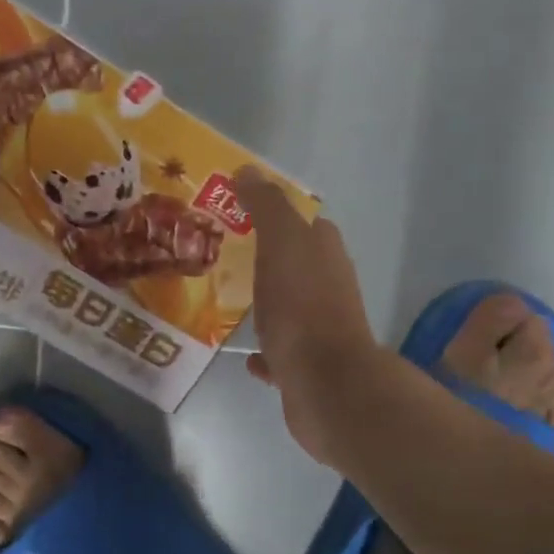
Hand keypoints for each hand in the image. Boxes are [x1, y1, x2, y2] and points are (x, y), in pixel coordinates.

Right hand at [235, 168, 379, 465]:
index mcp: (324, 252)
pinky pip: (281, 351)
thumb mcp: (282, 241)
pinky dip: (266, 350)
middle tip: (224, 256)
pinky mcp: (308, 366)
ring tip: (228, 301)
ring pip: (288, 307)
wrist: (325, 383)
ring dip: (265, 303)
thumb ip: (266, 205)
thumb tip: (248, 170)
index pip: (303, 222)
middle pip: (295, 264)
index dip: (273, 214)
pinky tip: (246, 354)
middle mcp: (329, 286)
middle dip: (265, 258)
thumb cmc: (301, 305)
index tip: (236, 215)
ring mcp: (320, 329)